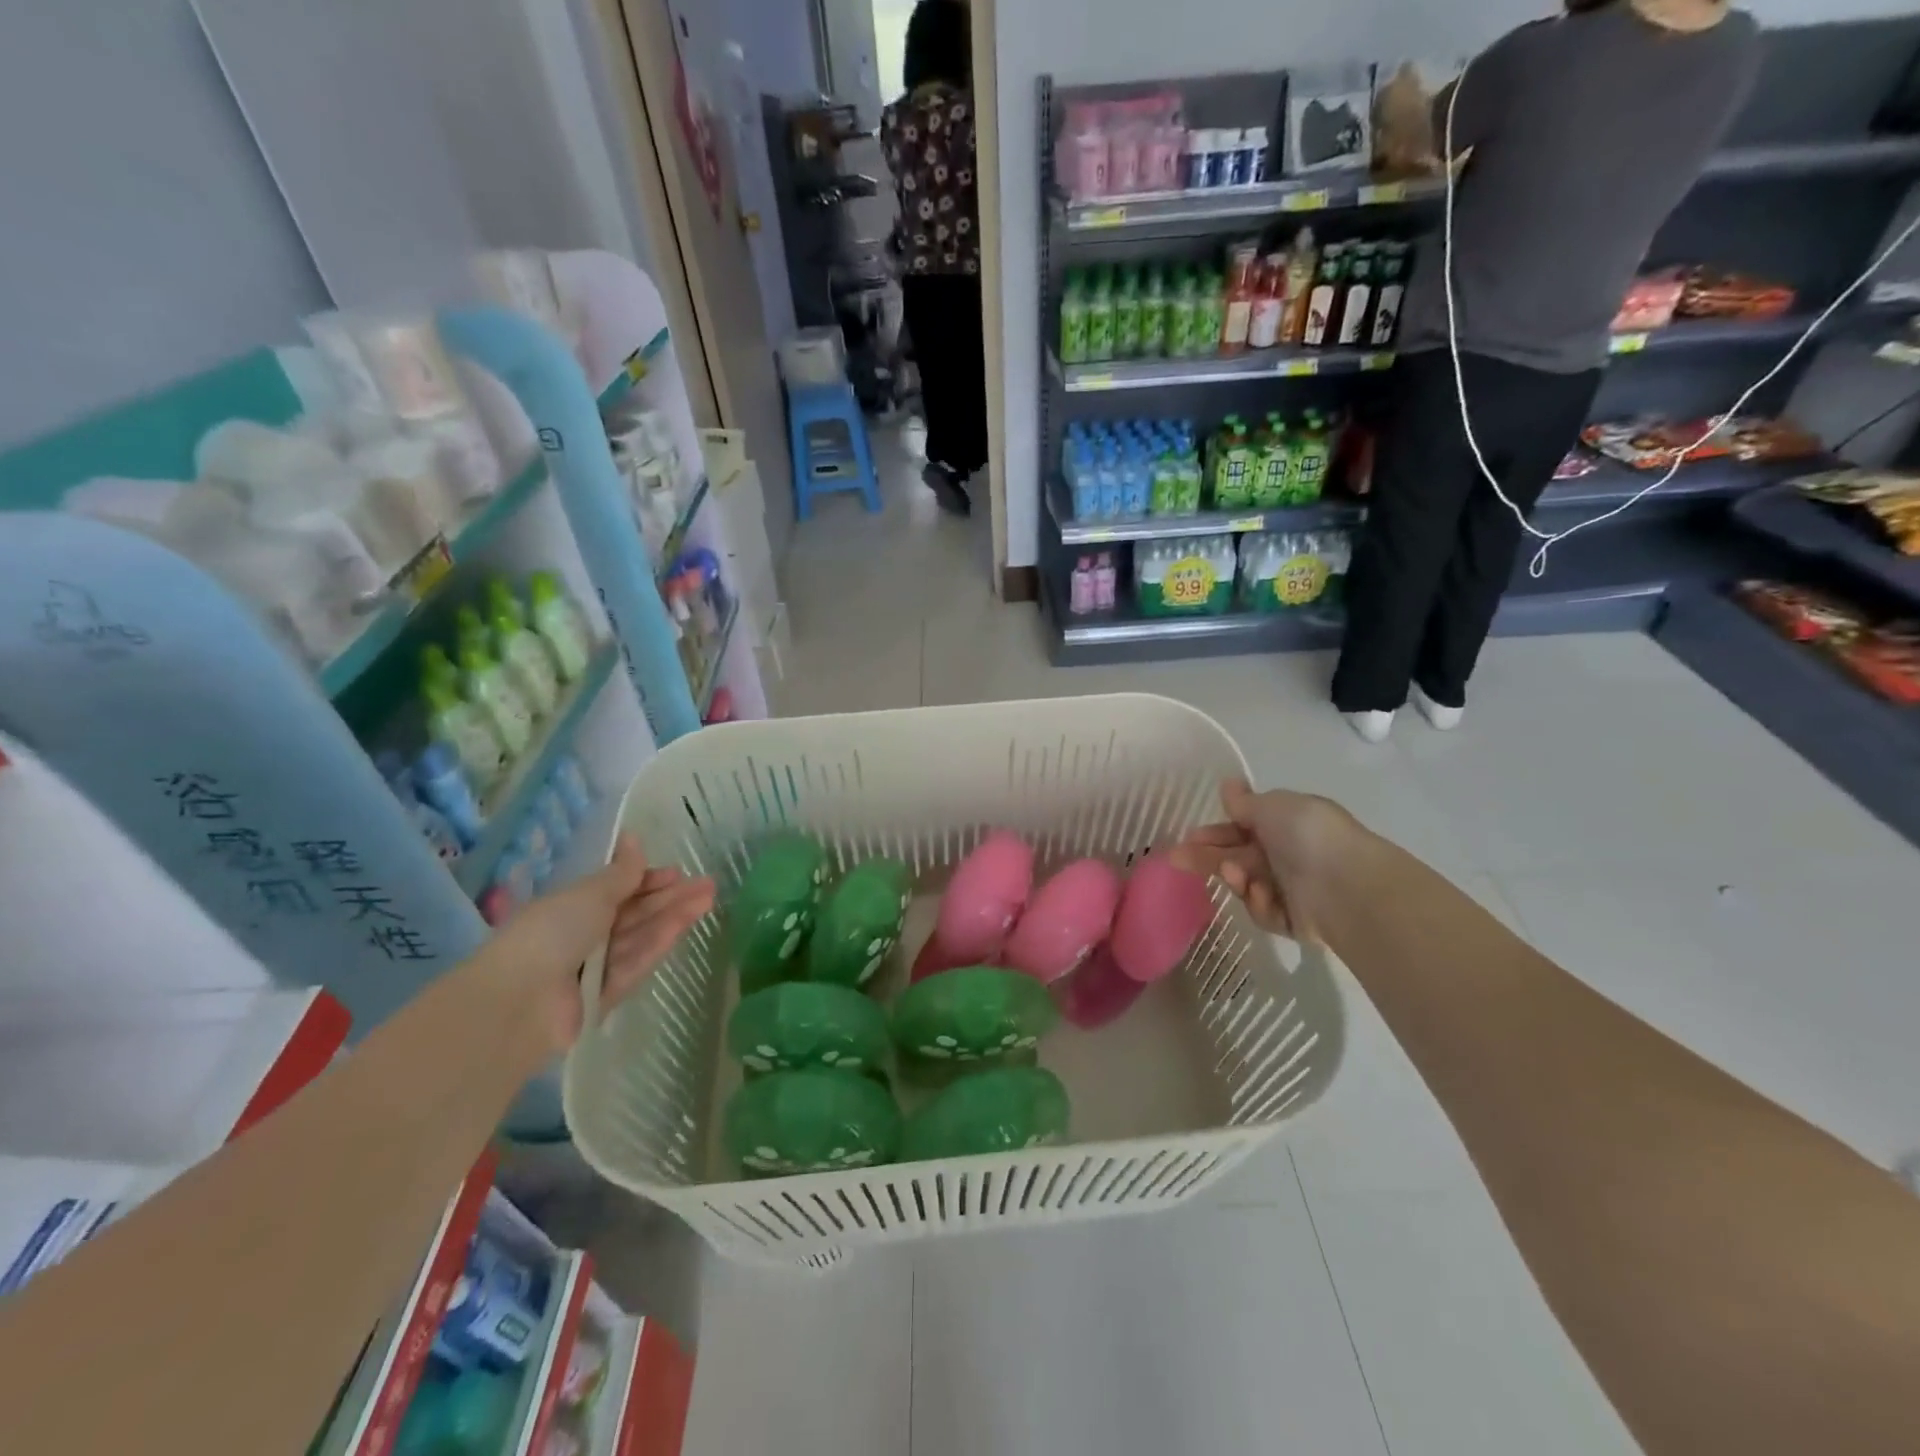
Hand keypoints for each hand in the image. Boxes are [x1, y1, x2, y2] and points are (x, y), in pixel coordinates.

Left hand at [487, 836, 714, 1053]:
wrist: (521, 1000)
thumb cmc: (550, 932)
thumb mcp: (589, 894)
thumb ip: (620, 872)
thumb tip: (633, 837)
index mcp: (570, 907)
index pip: (616, 890)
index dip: (647, 880)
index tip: (676, 872)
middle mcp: (583, 935)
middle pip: (634, 913)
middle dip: (670, 897)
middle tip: (708, 884)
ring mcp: (596, 966)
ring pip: (642, 936)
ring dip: (675, 916)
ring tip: (709, 898)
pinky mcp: (609, 995)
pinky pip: (638, 962)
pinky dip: (660, 941)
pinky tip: (686, 923)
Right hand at [1171, 779, 1357, 939]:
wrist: (1347, 885)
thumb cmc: (1307, 836)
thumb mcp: (1273, 806)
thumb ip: (1245, 802)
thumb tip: (1228, 784)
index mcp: (1285, 825)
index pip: (1241, 829)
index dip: (1214, 833)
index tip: (1188, 837)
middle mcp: (1287, 856)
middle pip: (1237, 858)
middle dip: (1207, 858)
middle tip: (1176, 859)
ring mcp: (1290, 889)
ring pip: (1246, 885)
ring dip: (1235, 878)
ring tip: (1234, 874)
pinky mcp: (1292, 921)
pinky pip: (1263, 911)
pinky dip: (1260, 903)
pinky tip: (1263, 893)